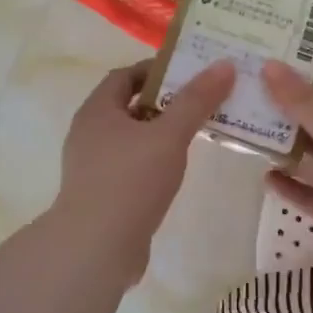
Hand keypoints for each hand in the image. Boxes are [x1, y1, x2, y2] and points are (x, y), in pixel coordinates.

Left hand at [50, 58, 234, 281]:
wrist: (96, 247)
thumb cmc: (130, 181)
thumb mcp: (169, 135)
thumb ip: (196, 101)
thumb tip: (224, 64)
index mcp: (97, 111)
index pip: (125, 76)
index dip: (156, 71)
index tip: (190, 73)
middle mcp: (88, 133)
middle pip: (128, 106)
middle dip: (164, 102)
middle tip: (201, 102)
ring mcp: (91, 167)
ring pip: (131, 139)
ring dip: (160, 134)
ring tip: (196, 134)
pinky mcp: (101, 195)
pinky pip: (130, 166)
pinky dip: (153, 161)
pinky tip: (175, 171)